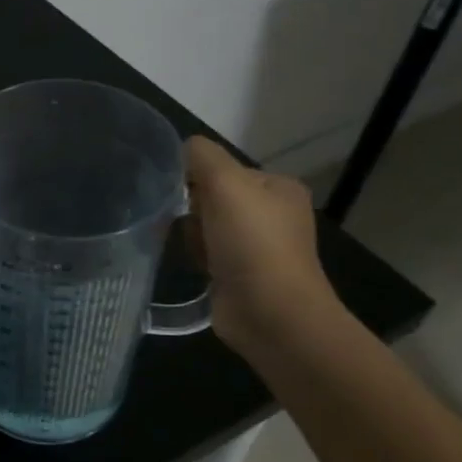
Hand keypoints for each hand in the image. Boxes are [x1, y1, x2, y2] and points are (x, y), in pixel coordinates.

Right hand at [183, 136, 339, 348]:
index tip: (182, 194)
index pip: (224, 169)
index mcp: (278, 188)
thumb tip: (182, 148)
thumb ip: (202, 156)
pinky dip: (196, 257)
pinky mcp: (240, 276)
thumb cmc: (252, 243)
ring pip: (205, 227)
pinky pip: (207, 254)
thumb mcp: (226, 184)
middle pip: (212, 197)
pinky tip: (195, 267)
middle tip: (189, 225)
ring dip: (192, 235)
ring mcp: (258, 248)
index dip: (197, 178)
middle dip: (192, 209)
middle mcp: (272, 214)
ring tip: (194, 251)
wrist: (270, 314)